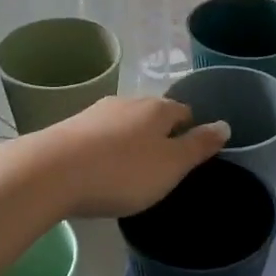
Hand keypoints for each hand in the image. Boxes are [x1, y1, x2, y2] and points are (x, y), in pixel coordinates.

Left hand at [21, 95, 227, 217]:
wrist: (50, 173)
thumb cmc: (122, 172)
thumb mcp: (171, 166)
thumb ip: (199, 146)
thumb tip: (225, 124)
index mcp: (157, 109)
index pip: (183, 112)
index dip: (190, 131)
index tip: (189, 155)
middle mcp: (127, 102)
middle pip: (152, 115)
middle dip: (159, 135)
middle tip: (161, 167)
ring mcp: (94, 113)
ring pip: (123, 124)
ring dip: (130, 142)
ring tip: (129, 171)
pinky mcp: (68, 128)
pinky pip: (97, 137)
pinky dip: (104, 150)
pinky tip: (99, 170)